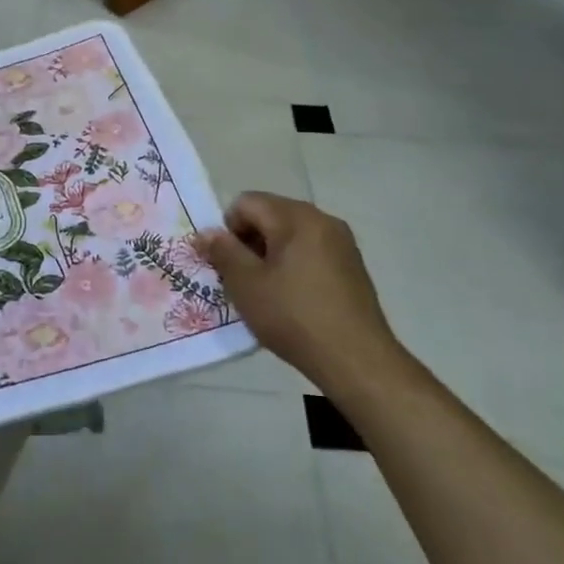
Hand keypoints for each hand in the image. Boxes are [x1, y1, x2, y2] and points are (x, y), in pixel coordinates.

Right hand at [195, 192, 403, 391]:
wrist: (357, 360)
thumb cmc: (294, 317)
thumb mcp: (247, 285)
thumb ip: (222, 252)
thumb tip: (206, 233)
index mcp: (296, 217)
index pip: (247, 202)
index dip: (228, 229)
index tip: (228, 265)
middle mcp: (322, 219)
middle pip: (270, 214)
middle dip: (250, 241)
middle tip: (243, 279)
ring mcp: (342, 243)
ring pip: (291, 234)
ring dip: (271, 255)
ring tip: (266, 292)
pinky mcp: (352, 266)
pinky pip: (311, 251)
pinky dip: (293, 265)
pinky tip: (292, 300)